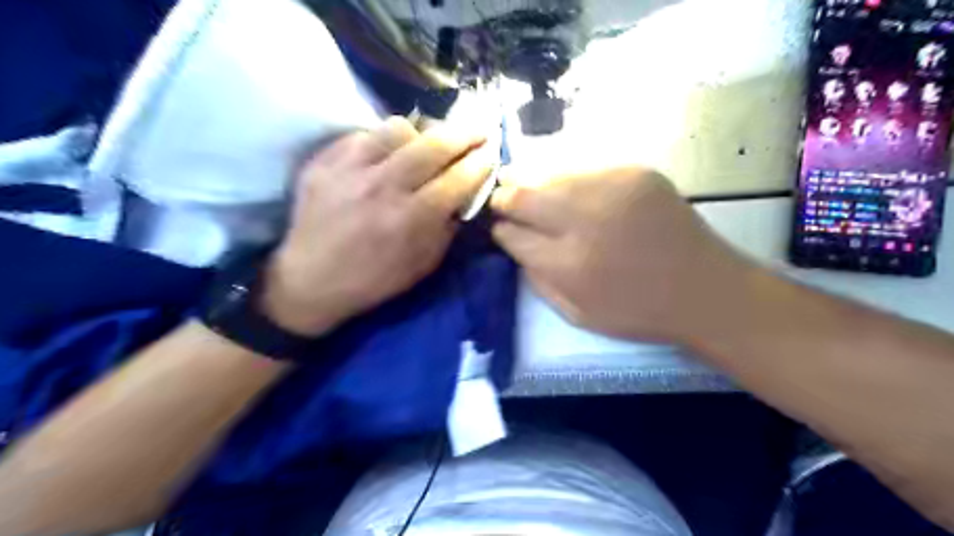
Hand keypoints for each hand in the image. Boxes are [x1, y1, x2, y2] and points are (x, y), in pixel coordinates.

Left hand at [262, 117, 491, 335]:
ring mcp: (350, 169)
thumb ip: (447, 228)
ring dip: (421, 133)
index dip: (480, 163)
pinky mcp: (325, 161)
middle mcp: (383, 187)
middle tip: (478, 130)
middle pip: (434, 144)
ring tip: (424, 143)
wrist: (311, 280)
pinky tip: (385, 156)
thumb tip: (462, 195)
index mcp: (410, 219)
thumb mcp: (423, 265)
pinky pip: (363, 135)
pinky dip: (382, 141)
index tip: (491, 154)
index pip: (458, 179)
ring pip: (397, 129)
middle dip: (464, 133)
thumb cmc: (373, 280)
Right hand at [488, 166, 756, 343]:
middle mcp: (585, 221)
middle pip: (523, 196)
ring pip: (550, 174)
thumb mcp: (577, 314)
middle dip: (504, 196)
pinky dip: (567, 177)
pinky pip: (584, 168)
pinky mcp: (635, 173)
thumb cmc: (637, 312)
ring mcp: (612, 190)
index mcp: (568, 264)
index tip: (498, 228)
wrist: (704, 289)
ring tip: (521, 181)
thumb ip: (538, 281)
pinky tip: (566, 185)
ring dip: (531, 180)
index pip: (513, 235)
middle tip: (500, 197)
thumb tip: (515, 245)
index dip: (500, 230)